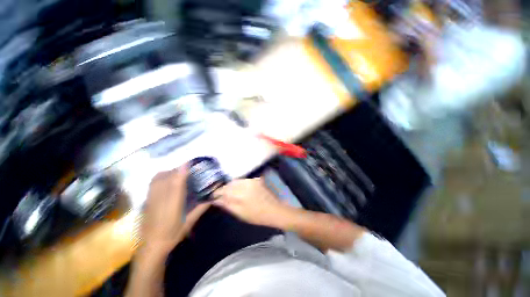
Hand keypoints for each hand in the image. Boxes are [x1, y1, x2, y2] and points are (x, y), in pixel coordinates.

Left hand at [140, 166, 209, 255]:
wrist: (150, 246)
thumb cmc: (172, 234)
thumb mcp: (189, 222)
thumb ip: (201, 208)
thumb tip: (212, 198)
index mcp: (173, 204)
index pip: (177, 182)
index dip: (183, 170)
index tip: (190, 162)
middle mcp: (161, 198)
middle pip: (168, 176)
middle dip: (178, 169)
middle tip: (188, 169)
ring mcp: (151, 198)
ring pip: (158, 177)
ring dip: (169, 172)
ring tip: (178, 173)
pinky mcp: (146, 199)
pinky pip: (152, 182)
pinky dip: (160, 176)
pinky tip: (166, 180)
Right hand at [213, 178, 291, 227]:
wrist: (275, 210)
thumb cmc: (257, 216)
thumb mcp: (240, 214)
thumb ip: (228, 205)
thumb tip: (216, 200)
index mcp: (240, 194)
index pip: (224, 190)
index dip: (217, 193)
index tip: (212, 196)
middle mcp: (245, 184)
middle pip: (229, 184)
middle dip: (223, 189)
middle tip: (220, 195)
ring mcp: (251, 180)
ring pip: (236, 181)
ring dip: (230, 186)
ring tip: (228, 193)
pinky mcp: (256, 180)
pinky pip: (243, 180)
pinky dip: (238, 184)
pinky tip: (238, 189)